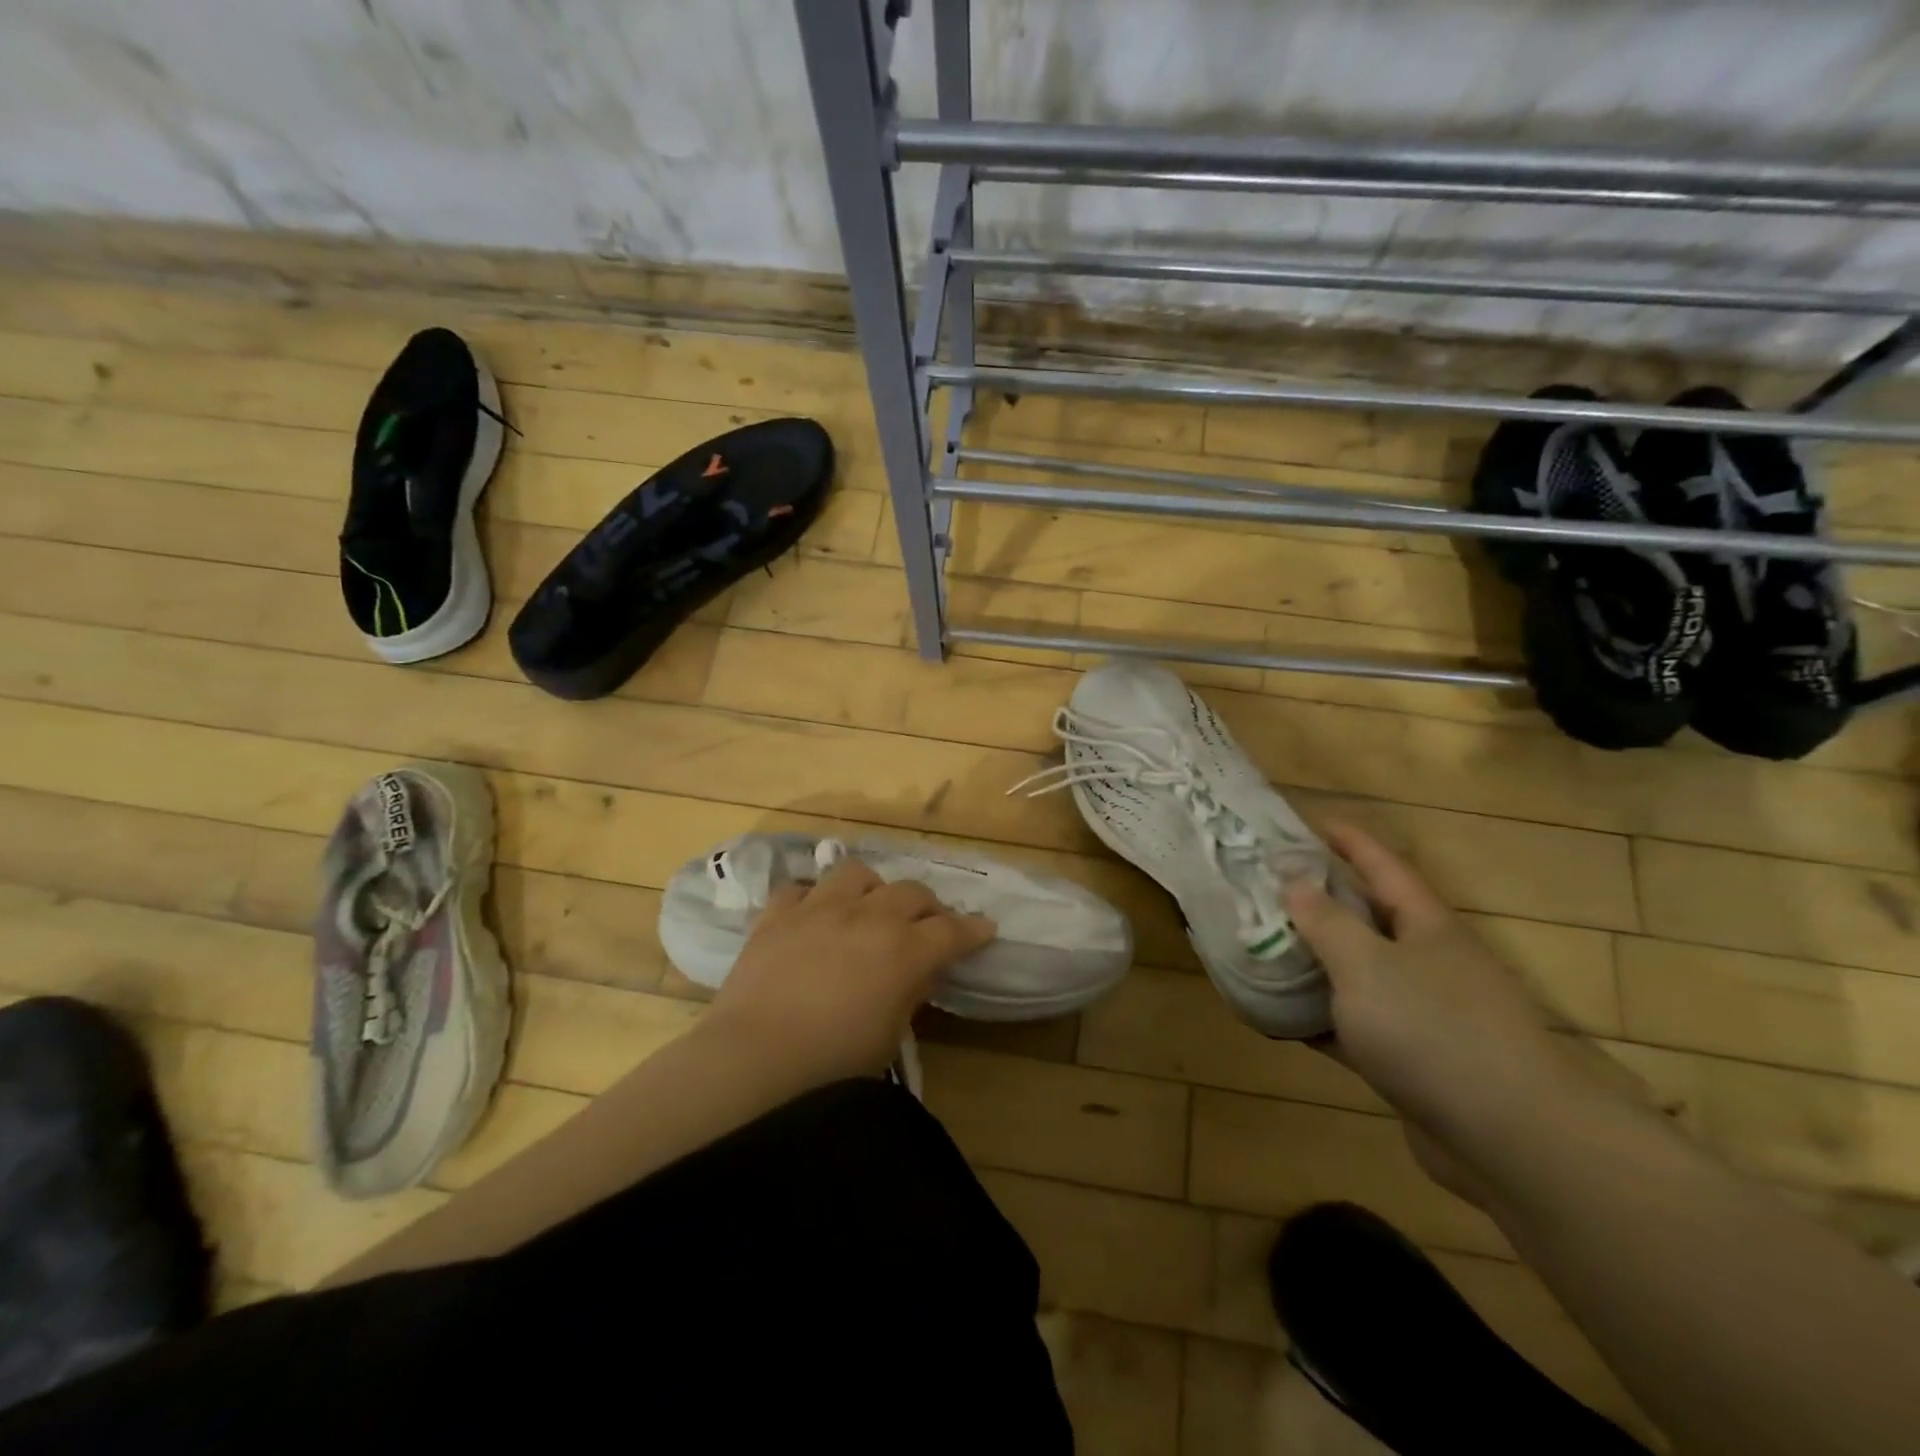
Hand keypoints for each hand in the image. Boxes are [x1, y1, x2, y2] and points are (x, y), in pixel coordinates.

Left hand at [707, 858, 996, 1089]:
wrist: (756, 1057)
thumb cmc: (834, 1062)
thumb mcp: (889, 1036)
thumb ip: (909, 992)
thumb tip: (918, 971)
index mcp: (904, 949)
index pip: (952, 930)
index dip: (973, 929)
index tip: (986, 928)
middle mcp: (868, 916)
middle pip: (912, 892)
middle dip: (928, 907)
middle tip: (928, 925)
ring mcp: (819, 908)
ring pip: (858, 873)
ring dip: (872, 888)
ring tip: (869, 908)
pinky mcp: (778, 915)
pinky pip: (799, 889)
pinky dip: (811, 899)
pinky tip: (812, 916)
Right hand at [1284, 823, 1592, 1199]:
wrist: (1510, 1140)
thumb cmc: (1433, 1030)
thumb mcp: (1365, 964)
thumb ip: (1325, 921)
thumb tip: (1294, 882)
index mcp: (1427, 927)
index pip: (1383, 866)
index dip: (1349, 841)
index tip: (1309, 822)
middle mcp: (1429, 963)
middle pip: (1368, 918)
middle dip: (1322, 901)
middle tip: (1268, 886)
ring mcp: (1424, 1016)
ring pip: (1357, 975)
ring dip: (1314, 962)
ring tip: (1263, 945)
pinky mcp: (1413, 1063)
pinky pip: (1353, 1027)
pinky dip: (1318, 1018)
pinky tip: (1278, 1017)